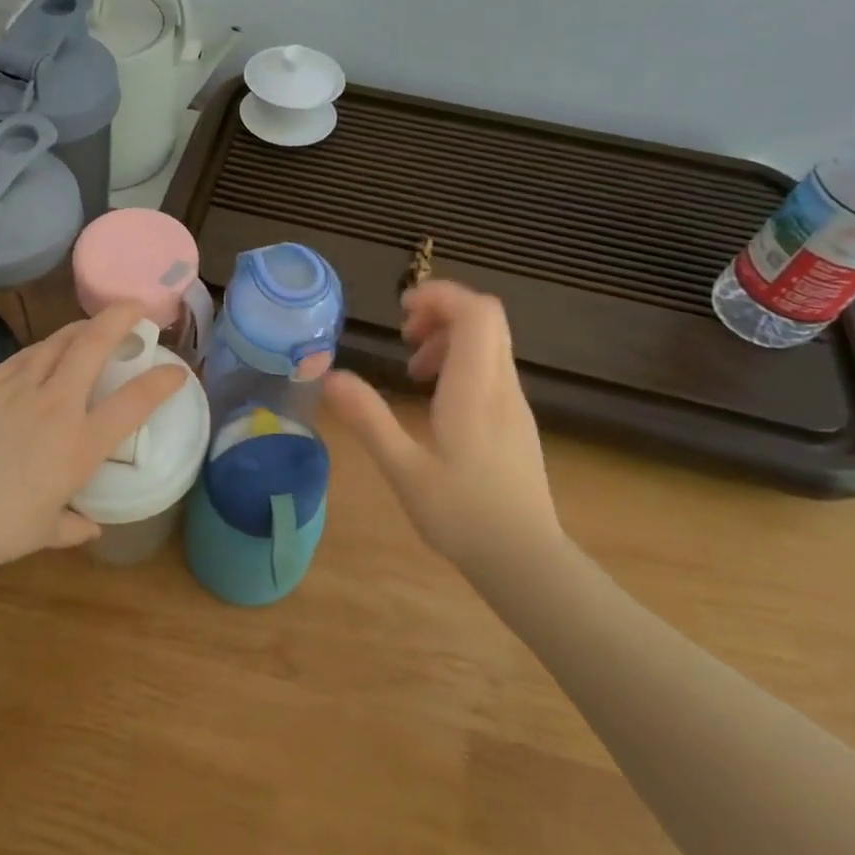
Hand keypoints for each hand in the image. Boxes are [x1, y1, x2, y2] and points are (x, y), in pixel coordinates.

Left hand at [0, 303, 188, 576]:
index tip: (176, 371)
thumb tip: (91, 527)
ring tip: (94, 325)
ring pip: (57, 341)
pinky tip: (45, 351)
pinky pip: (24, 355)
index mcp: (78, 445)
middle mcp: (54, 406)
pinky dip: (44, 347)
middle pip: (93, 345)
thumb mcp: (42, 532)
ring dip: (82, 327)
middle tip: (135, 308)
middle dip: (119, 318)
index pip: (133, 402)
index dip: (162, 381)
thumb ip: (73, 526)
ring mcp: (17, 389)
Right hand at [323, 281, 560, 569]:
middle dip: (442, 311)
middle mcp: (501, 386)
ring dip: (449, 338)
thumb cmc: (462, 515)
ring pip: (490, 342)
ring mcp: (514, 403)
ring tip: (413, 370)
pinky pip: (491, 367)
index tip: (401, 310)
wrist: (525, 560)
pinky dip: (461, 362)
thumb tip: (329, 375)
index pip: (476, 312)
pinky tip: (435, 398)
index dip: (440, 295)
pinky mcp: (516, 420)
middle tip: (404, 335)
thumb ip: (368, 418)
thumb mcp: (403, 468)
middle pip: (486, 318)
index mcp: (475, 389)